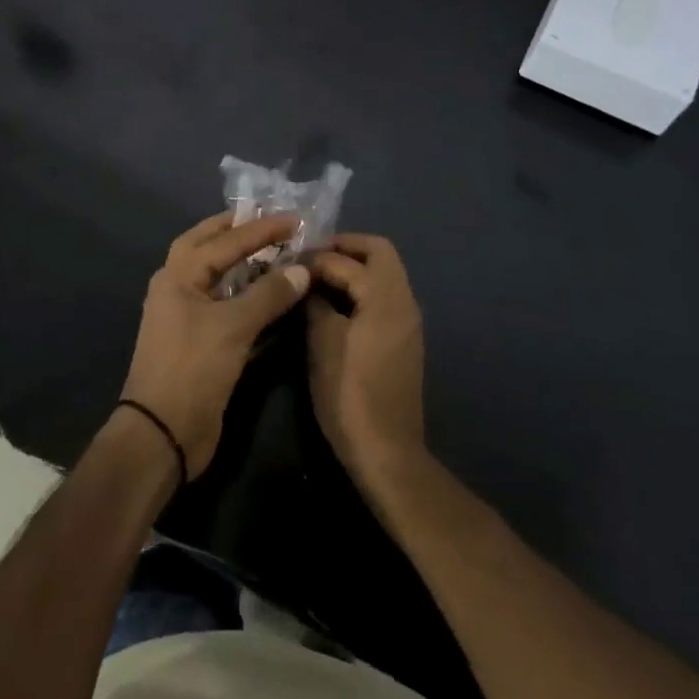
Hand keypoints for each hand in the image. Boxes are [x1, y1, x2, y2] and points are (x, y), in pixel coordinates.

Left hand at [120, 212, 310, 478]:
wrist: (163, 435)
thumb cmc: (193, 369)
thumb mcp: (233, 327)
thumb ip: (269, 294)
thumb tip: (302, 268)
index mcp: (178, 276)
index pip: (225, 241)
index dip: (262, 229)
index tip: (295, 218)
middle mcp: (178, 288)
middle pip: (209, 247)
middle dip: (239, 231)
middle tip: (271, 221)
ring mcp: (187, 315)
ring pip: (219, 277)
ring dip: (245, 263)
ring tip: (276, 251)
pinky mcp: (200, 341)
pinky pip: (227, 306)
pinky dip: (248, 295)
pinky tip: (271, 295)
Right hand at [308, 234, 426, 481]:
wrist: (386, 451)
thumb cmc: (349, 394)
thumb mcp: (322, 343)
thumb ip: (315, 302)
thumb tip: (307, 279)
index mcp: (384, 297)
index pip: (347, 259)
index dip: (316, 257)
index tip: (289, 262)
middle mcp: (404, 300)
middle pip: (379, 251)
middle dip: (345, 247)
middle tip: (312, 257)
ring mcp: (408, 320)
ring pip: (385, 272)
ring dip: (355, 266)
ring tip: (318, 278)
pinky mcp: (404, 338)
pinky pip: (385, 294)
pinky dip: (363, 287)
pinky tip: (336, 304)